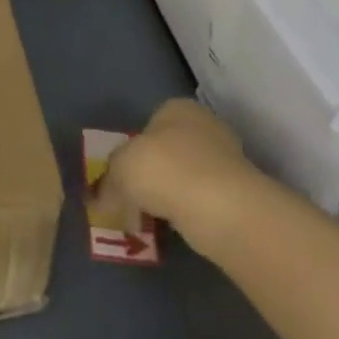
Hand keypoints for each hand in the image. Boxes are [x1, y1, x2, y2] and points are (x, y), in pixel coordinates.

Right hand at [95, 99, 262, 249]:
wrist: (220, 209)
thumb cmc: (165, 170)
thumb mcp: (120, 169)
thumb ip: (108, 182)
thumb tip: (99, 202)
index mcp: (177, 108)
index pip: (149, 124)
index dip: (132, 151)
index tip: (122, 178)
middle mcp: (205, 127)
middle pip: (168, 151)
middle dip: (152, 176)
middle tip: (134, 202)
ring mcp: (227, 161)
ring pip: (186, 179)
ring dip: (170, 198)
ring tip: (152, 222)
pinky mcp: (239, 196)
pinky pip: (203, 203)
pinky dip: (189, 215)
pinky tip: (176, 230)